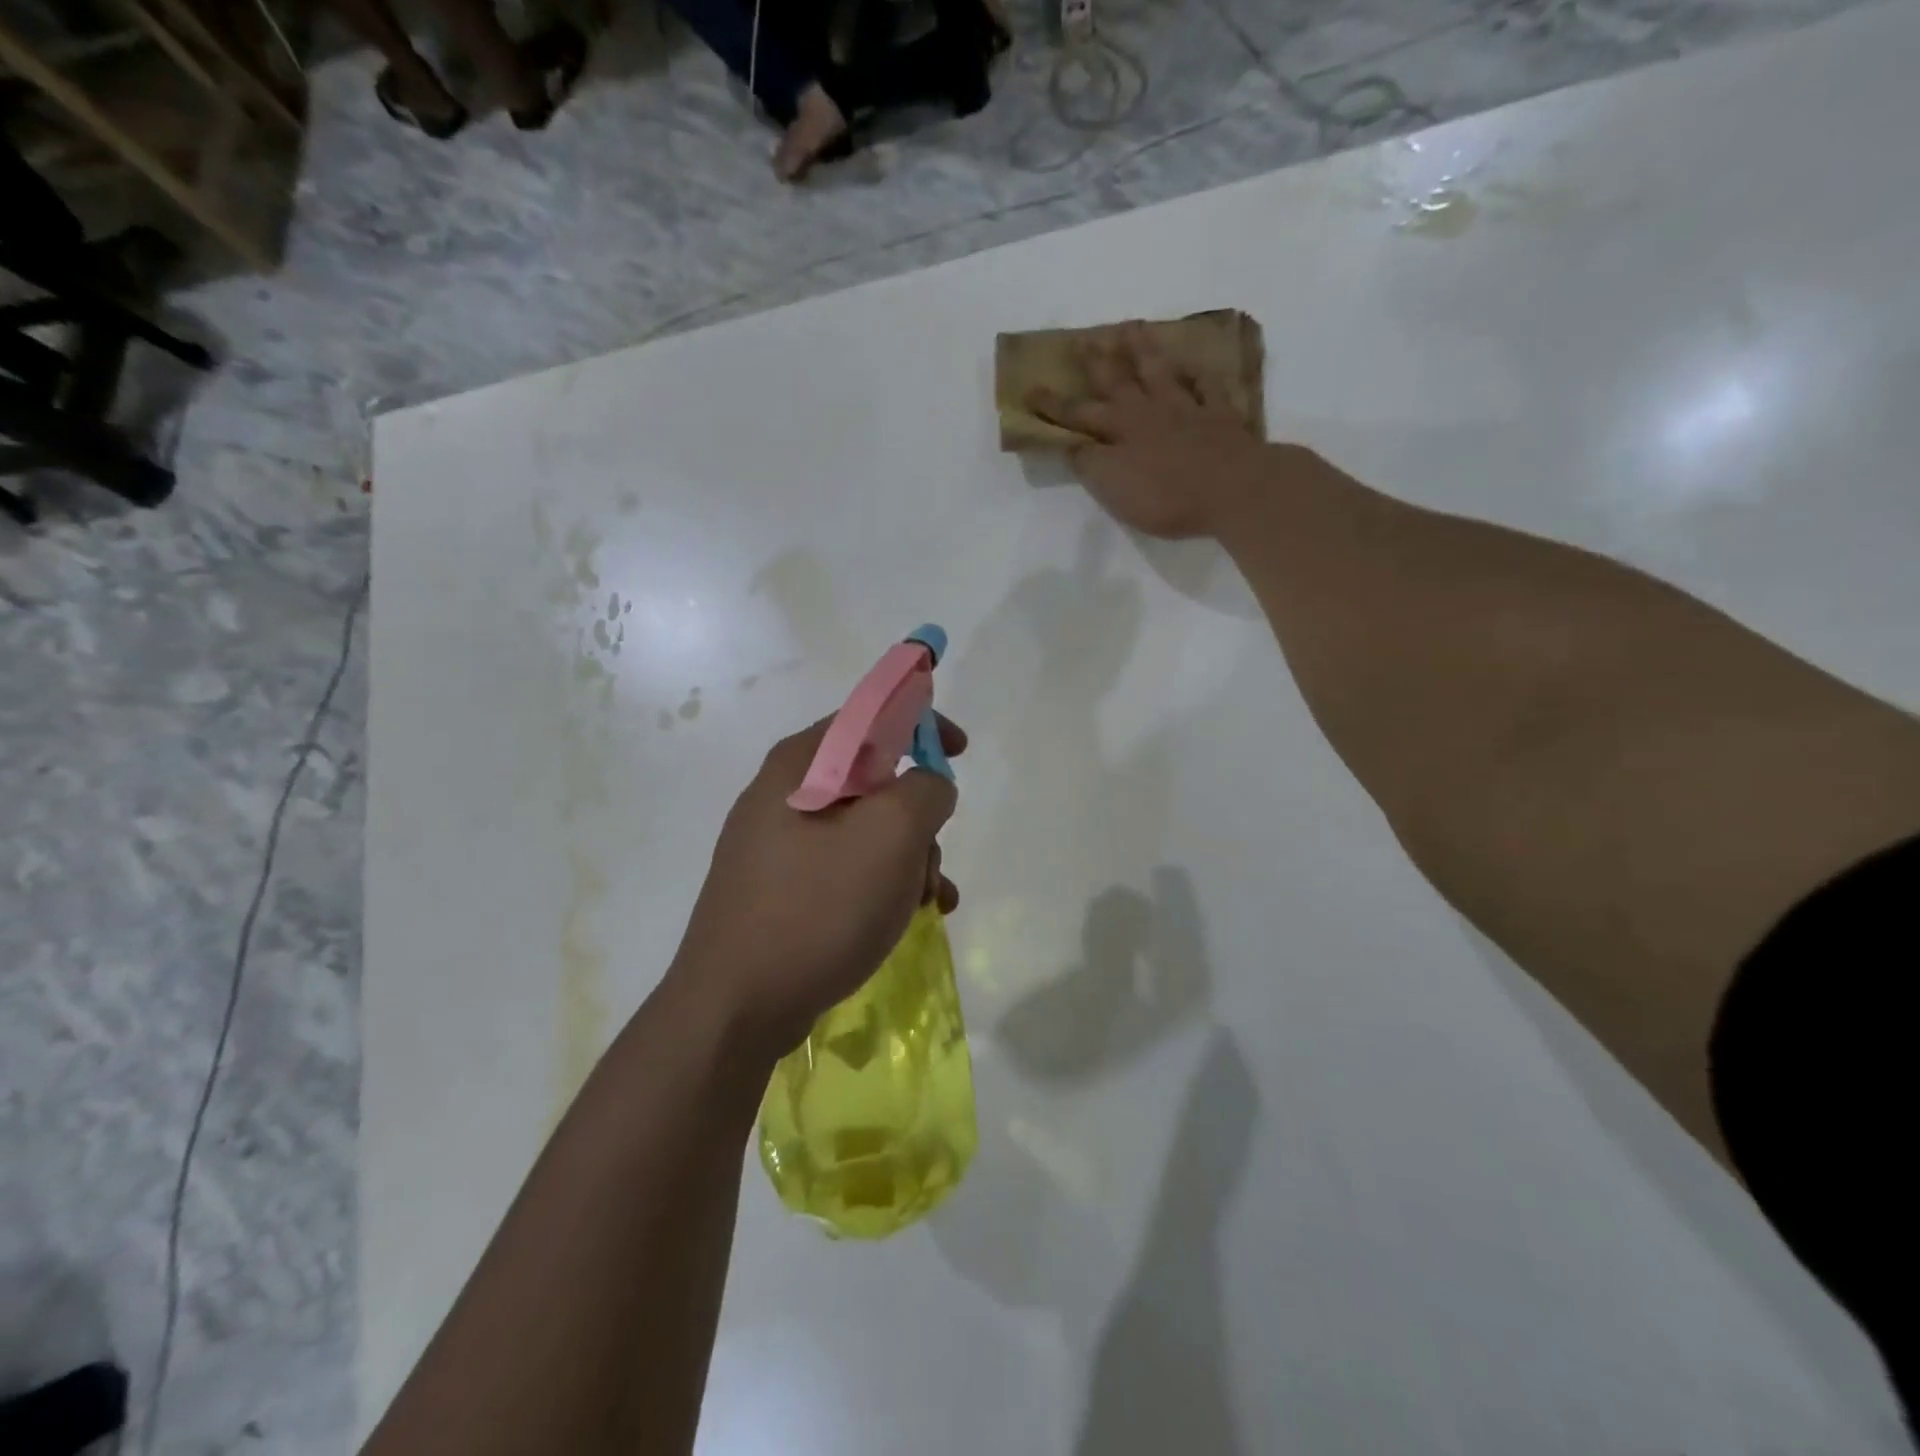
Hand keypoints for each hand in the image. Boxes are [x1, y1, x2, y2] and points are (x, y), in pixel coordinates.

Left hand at [667, 714, 965, 1060]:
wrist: (735, 1009)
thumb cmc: (816, 908)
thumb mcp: (889, 836)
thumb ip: (925, 791)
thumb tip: (928, 786)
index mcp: (800, 764)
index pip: (870, 715)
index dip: (922, 723)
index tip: (960, 750)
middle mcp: (783, 795)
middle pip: (873, 780)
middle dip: (918, 817)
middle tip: (931, 859)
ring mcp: (777, 846)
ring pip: (865, 830)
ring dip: (908, 858)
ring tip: (927, 902)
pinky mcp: (781, 890)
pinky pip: (845, 869)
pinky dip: (883, 884)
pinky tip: (907, 919)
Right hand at [1029, 321, 1274, 539]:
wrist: (1233, 489)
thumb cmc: (1166, 496)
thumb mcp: (1113, 487)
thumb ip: (1090, 464)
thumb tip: (1072, 444)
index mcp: (1119, 432)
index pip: (1078, 416)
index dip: (1053, 405)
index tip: (1030, 388)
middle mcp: (1149, 412)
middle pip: (1118, 382)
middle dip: (1097, 362)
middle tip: (1084, 339)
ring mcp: (1187, 409)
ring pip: (1160, 372)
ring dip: (1143, 350)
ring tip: (1131, 327)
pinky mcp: (1220, 416)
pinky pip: (1207, 385)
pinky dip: (1198, 372)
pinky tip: (1192, 362)